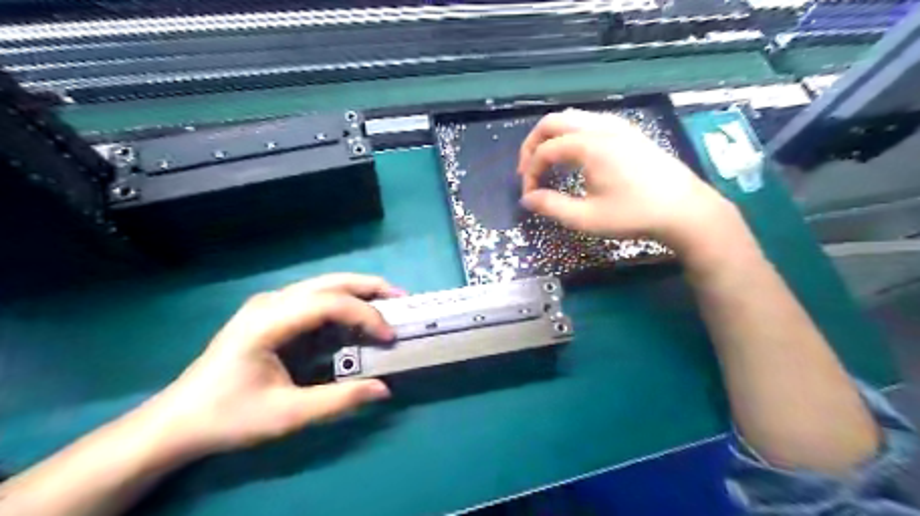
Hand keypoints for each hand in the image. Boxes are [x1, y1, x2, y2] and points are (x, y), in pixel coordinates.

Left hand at [143, 277, 403, 457]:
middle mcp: (271, 302)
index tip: (390, 337)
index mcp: (268, 321)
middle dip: (370, 287)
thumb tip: (384, 390)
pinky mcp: (272, 313)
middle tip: (402, 299)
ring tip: (388, 304)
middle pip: (330, 282)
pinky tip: (357, 319)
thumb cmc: (229, 416)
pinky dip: (343, 305)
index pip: (329, 303)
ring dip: (358, 292)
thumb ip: (338, 401)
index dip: (366, 315)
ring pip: (324, 286)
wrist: (178, 421)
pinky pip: (315, 300)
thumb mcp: (287, 416)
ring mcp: (270, 304)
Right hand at [520, 109, 736, 253]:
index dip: (530, 173)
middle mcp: (600, 127)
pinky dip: (572, 134)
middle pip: (552, 122)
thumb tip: (527, 200)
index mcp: (589, 145)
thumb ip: (551, 206)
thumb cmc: (633, 214)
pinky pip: (590, 121)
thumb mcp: (586, 218)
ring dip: (552, 137)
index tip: (529, 196)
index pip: (545, 151)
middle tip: (527, 171)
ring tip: (547, 162)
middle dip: (532, 145)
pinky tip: (575, 155)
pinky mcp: (629, 131)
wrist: (684, 209)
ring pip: (572, 118)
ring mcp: (617, 126)